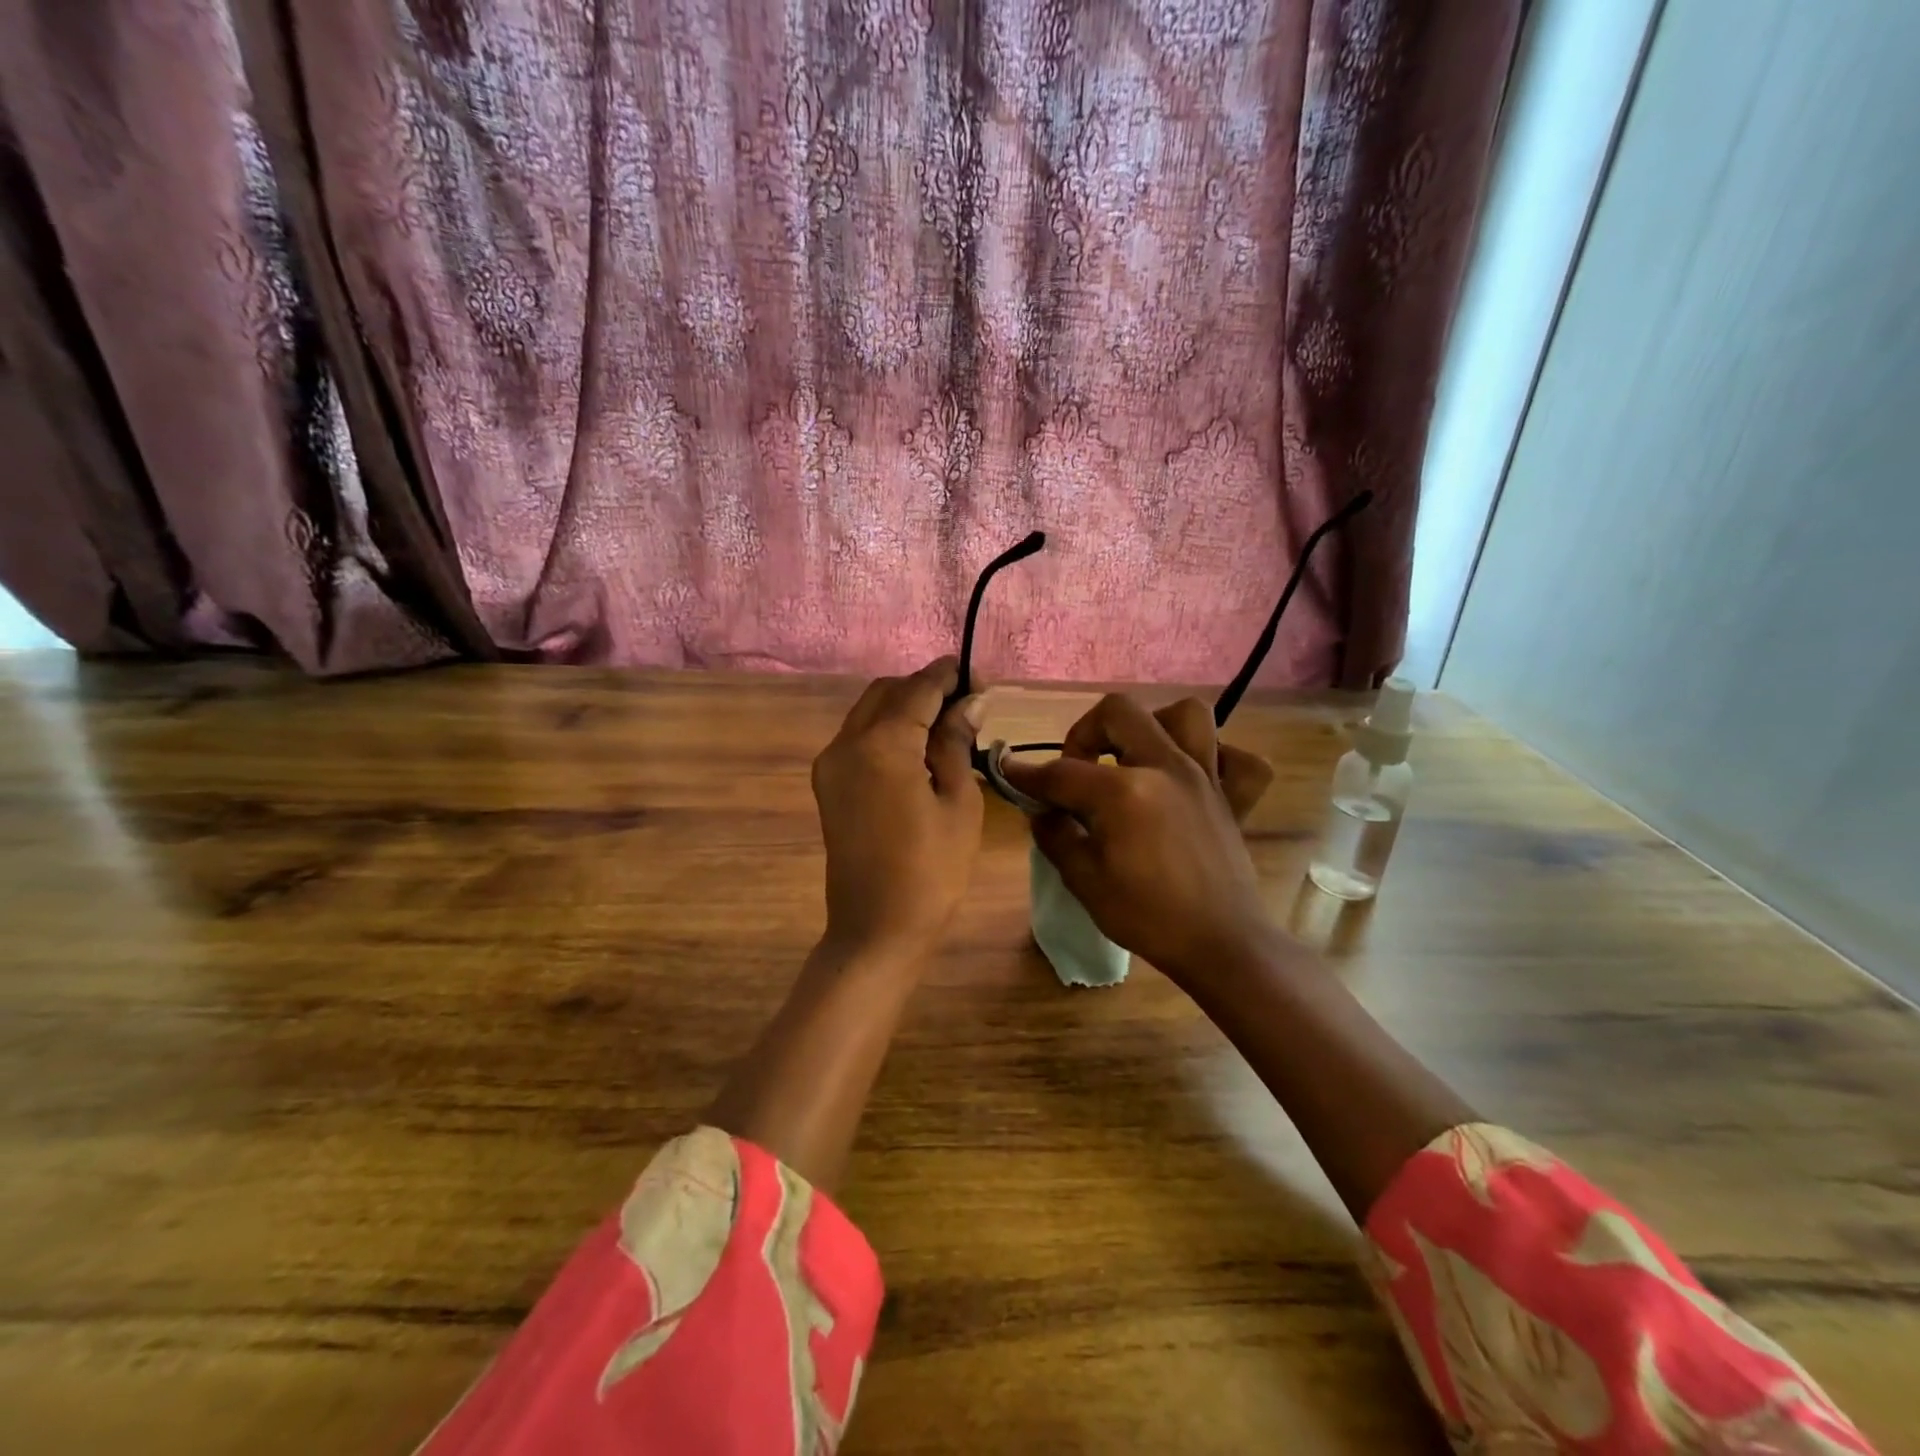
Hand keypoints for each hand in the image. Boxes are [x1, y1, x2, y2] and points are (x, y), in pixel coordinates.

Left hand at [811, 657, 984, 958]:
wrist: (875, 929)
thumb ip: (956, 743)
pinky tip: (918, 747)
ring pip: (869, 711)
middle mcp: (846, 743)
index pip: (918, 689)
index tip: (980, 677)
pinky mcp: (828, 784)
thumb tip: (969, 702)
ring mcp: (830, 763)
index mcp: (881, 745)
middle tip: (968, 703)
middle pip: (887, 692)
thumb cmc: (931, 871)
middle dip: (925, 687)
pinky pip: (859, 737)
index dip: (950, 676)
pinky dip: (888, 729)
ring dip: (905, 706)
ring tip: (948, 724)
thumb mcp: (958, 802)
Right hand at [1000, 694, 1278, 984]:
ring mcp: (1204, 776)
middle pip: (1118, 712)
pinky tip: (1193, 777)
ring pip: (1184, 715)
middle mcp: (1165, 768)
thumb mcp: (1084, 882)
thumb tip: (1043, 812)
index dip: (1029, 775)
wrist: (1220, 944)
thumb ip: (1056, 837)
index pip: (1062, 772)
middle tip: (1078, 768)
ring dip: (1152, 727)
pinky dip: (1217, 757)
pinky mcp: (1232, 795)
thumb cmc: (1147, 917)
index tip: (1010, 773)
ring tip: (1135, 758)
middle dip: (1085, 732)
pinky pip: (1237, 757)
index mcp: (1123, 792)